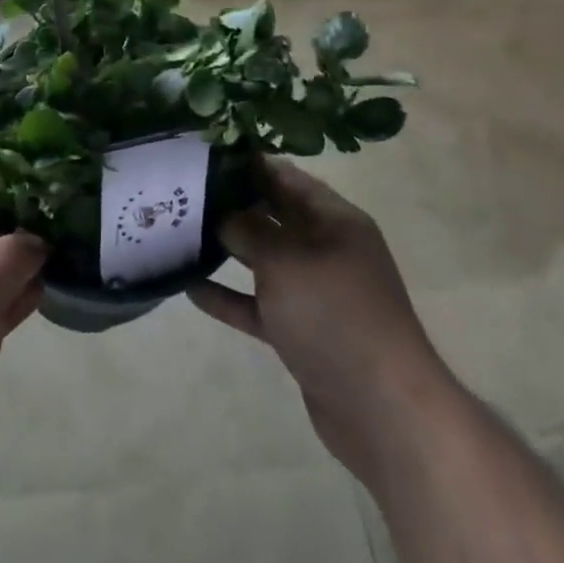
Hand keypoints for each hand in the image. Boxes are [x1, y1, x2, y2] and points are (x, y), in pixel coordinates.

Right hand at [189, 158, 448, 482]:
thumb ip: (250, 230)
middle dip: (232, 203)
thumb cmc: (336, 315)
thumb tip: (224, 213)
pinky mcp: (301, 331)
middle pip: (274, 215)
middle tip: (183, 191)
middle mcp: (326, 249)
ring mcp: (314, 292)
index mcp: (335, 220)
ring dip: (226, 248)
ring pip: (263, 259)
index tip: (207, 153)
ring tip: (180, 232)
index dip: (250, 163)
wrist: (383, 409)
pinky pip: (258, 304)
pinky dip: (229, 296)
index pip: (288, 177)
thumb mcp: (287, 261)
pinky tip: (191, 287)